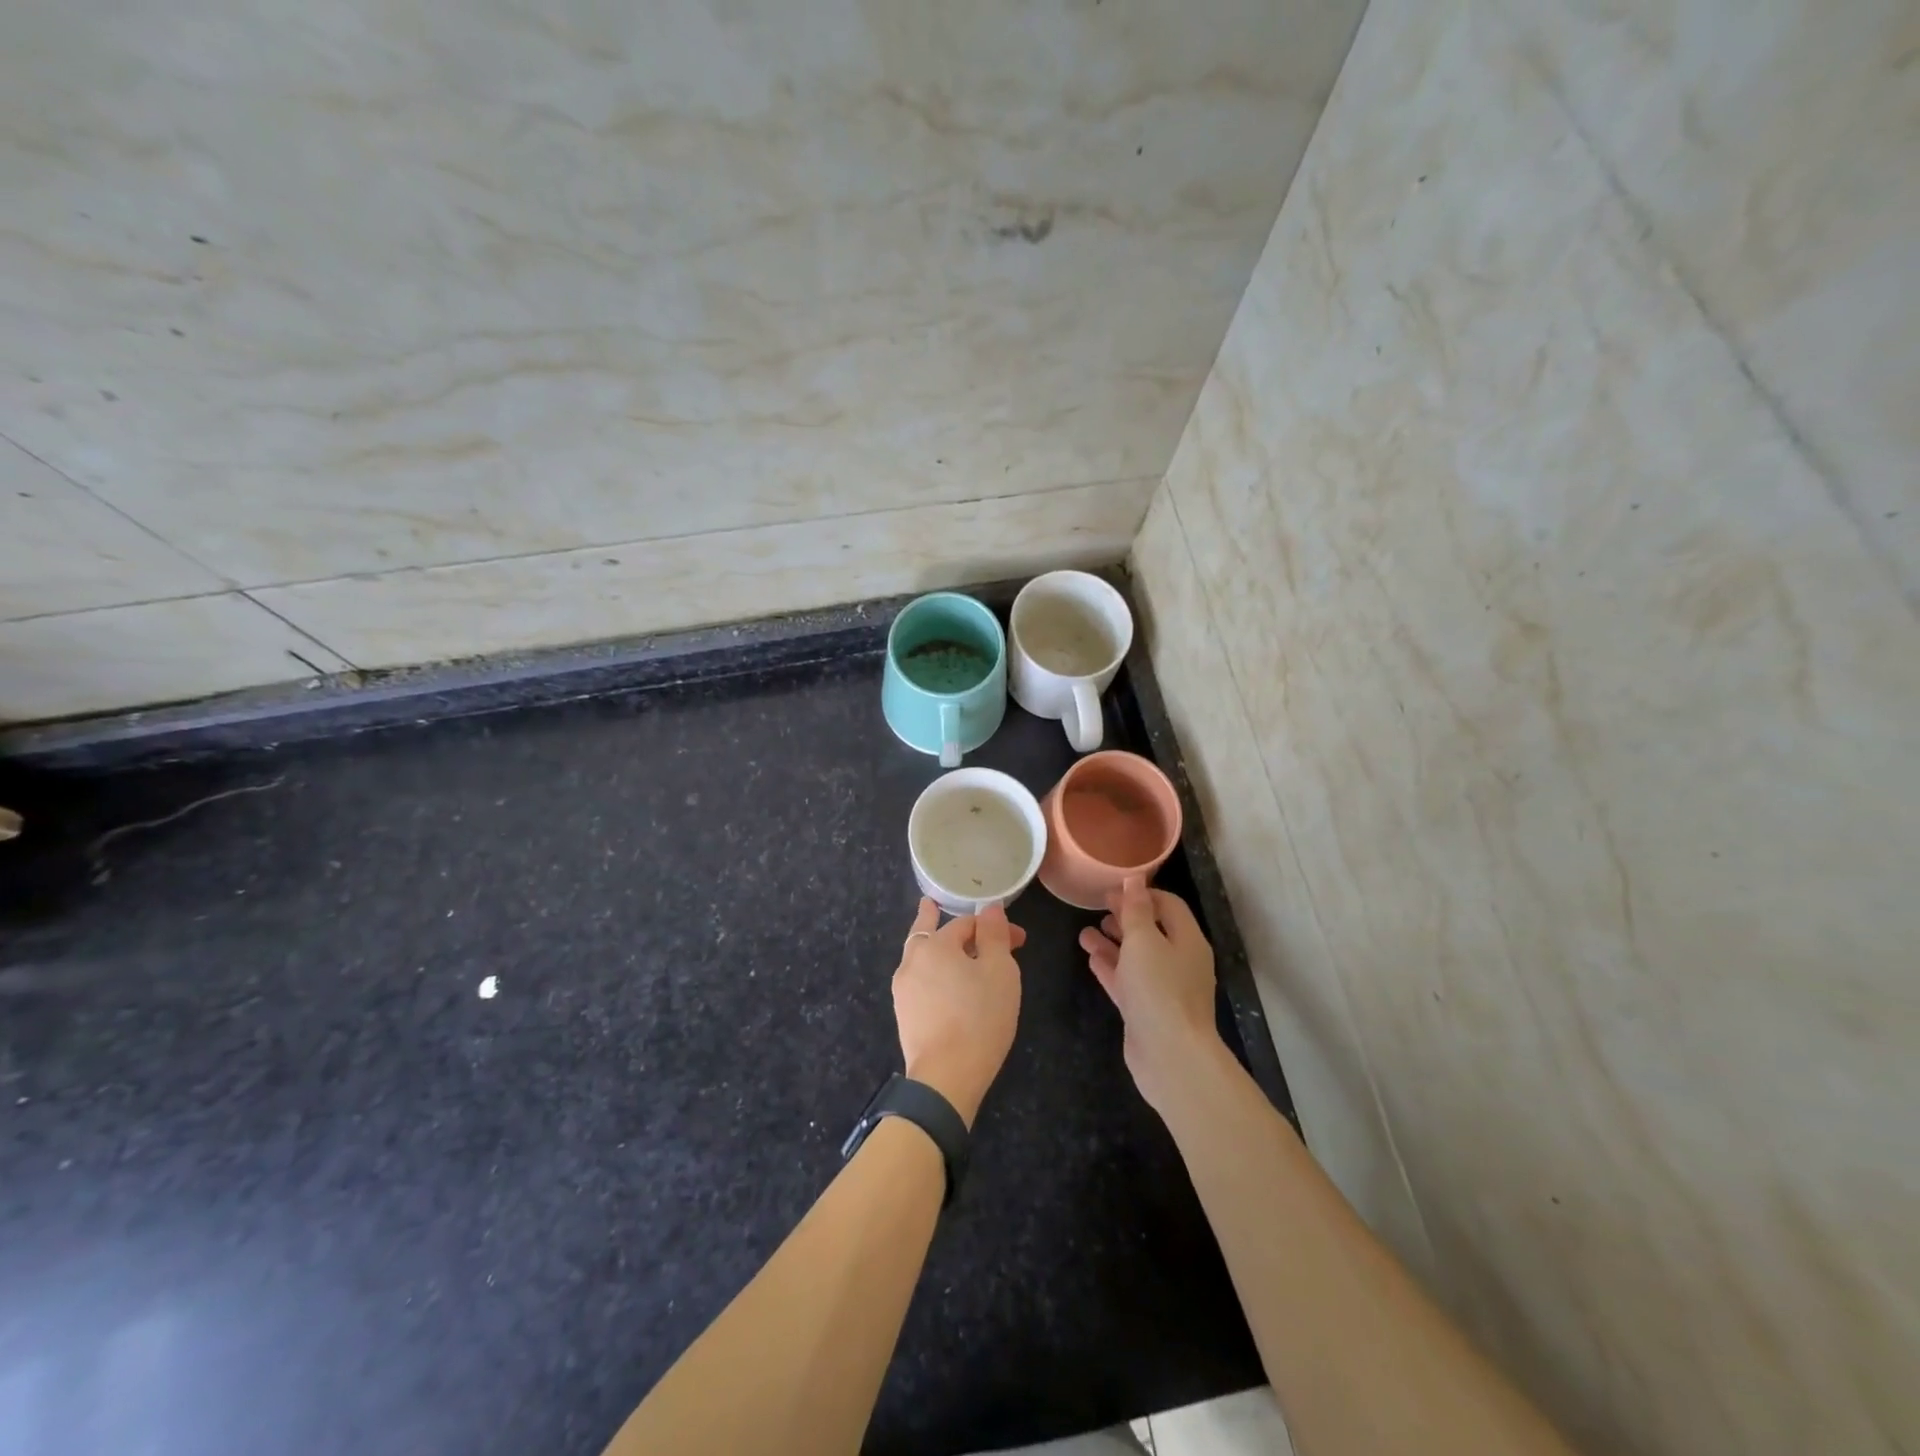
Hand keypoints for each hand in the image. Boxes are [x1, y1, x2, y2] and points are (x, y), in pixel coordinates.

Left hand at [892, 898, 1024, 1128]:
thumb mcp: (1000, 971)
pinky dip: (931, 973)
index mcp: (935, 945)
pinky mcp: (904, 1015)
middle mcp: (912, 961)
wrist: (946, 1077)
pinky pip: (919, 982)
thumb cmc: (979, 1018)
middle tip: (933, 905)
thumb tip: (990, 907)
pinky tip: (940, 983)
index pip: (967, 923)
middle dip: (938, 921)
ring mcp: (903, 990)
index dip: (995, 928)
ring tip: (935, 940)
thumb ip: (994, 935)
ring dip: (934, 948)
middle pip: (927, 932)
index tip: (1020, 941)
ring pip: (920, 957)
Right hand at [1078, 877, 1221, 1116]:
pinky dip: (1111, 967)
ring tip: (1085, 932)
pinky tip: (1091, 958)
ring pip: (1136, 957)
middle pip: (1152, 931)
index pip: (1168, 905)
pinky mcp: (1147, 1011)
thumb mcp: (1143, 940)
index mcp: (1187, 940)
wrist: (1170, 1056)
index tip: (1112, 889)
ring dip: (1113, 943)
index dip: (1142, 893)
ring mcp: (1164, 988)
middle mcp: (1179, 961)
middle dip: (1125, 918)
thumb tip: (1134, 879)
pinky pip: (1128, 981)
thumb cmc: (1159, 989)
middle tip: (1097, 907)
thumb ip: (1135, 909)